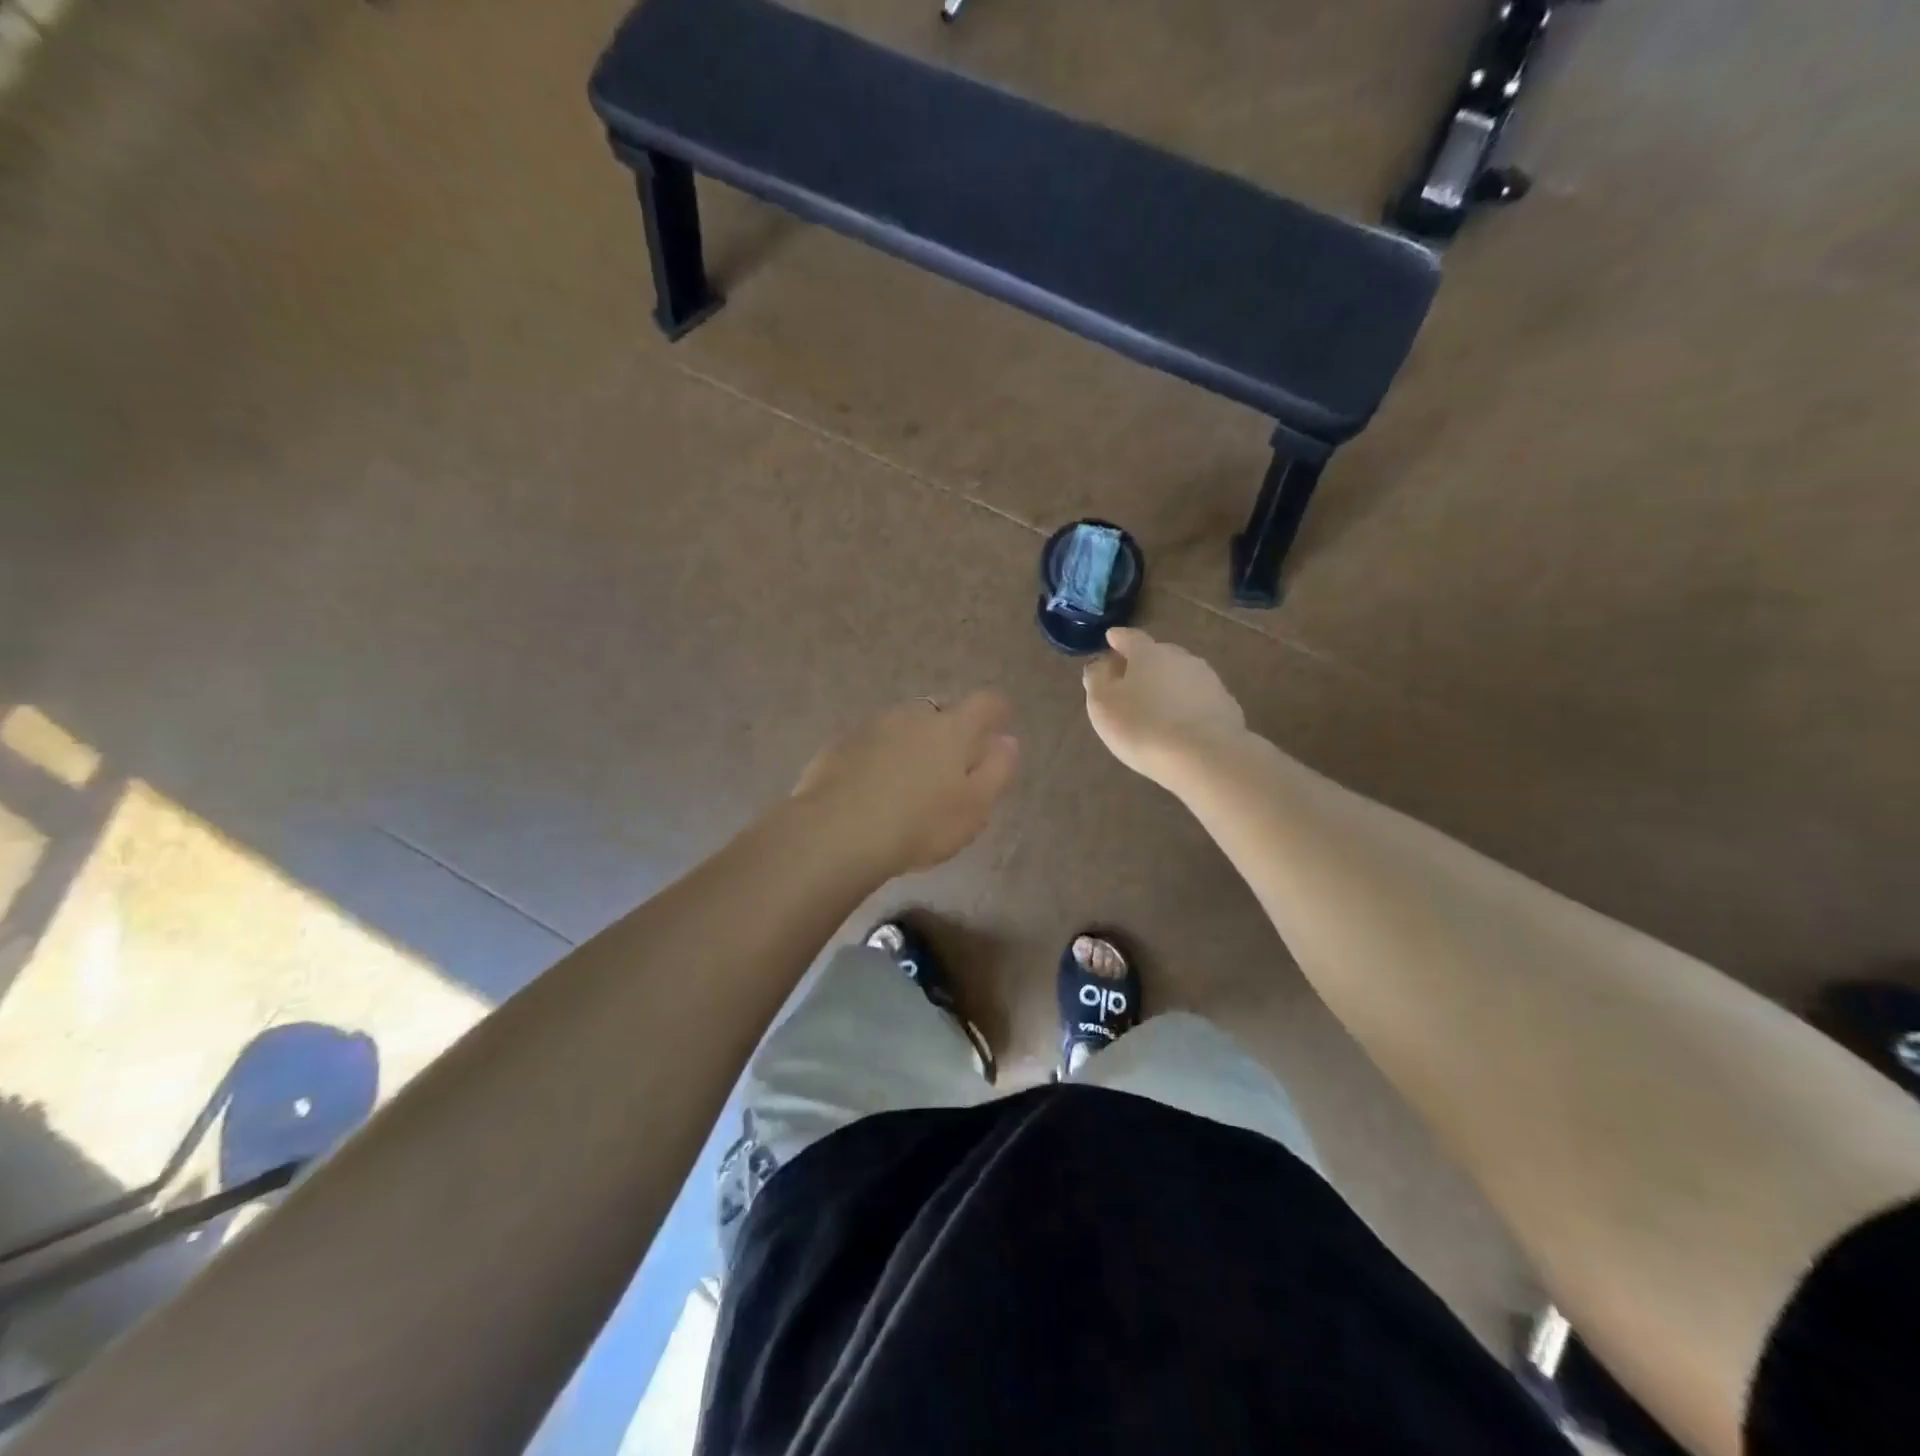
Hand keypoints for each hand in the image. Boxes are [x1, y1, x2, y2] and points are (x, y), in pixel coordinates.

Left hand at [794, 691, 1019, 877]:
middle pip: (940, 712)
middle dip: (949, 730)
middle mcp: (912, 717)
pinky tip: (872, 787)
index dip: (996, 711)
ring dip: (910, 743)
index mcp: (951, 729)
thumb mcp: (974, 807)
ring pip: (901, 726)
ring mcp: (871, 727)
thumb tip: (1007, 741)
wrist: (836, 833)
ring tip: (908, 780)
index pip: (984, 703)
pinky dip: (878, 757)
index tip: (1000, 725)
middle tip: (950, 765)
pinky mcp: (839, 746)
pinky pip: (869, 744)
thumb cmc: (919, 824)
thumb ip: (997, 771)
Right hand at [1083, 628, 1246, 783]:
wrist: (1203, 756)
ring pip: (1181, 677)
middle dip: (1144, 664)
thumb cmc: (1142, 727)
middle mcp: (1181, 658)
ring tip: (1157, 707)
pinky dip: (1187, 706)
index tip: (1111, 638)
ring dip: (1168, 686)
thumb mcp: (1103, 704)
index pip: (1130, 638)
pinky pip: (1199, 700)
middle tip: (1131, 681)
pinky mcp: (1226, 705)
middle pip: (1158, 655)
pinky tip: (1181, 725)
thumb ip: (1098, 679)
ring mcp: (1208, 680)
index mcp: (1148, 653)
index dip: (1118, 639)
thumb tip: (1102, 664)